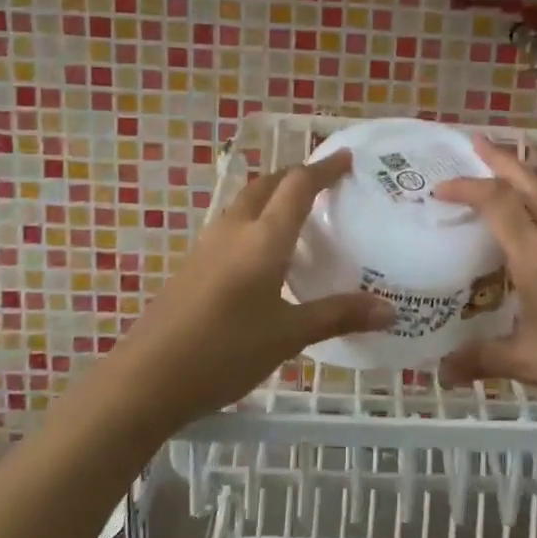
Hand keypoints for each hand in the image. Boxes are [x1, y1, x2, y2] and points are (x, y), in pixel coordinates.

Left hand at [104, 151, 392, 428]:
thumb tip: (390, 310)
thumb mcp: (289, 335)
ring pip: (244, 202)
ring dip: (271, 195)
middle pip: (266, 184)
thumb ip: (338, 315)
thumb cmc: (225, 351)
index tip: (346, 158)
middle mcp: (234, 230)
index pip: (298, 186)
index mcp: (264, 238)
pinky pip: (230, 225)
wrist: (146, 378)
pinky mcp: (192, 265)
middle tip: (323, 184)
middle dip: (295, 176)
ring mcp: (207, 245)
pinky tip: (262, 254)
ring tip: (296, 214)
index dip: (324, 169)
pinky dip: (254, 220)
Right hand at [433, 137, 536, 420]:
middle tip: (474, 143)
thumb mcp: (529, 362)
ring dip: (523, 176)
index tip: (440, 188)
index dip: (467, 188)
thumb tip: (442, 371)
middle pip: (529, 181)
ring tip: (501, 173)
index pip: (498, 202)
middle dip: (500, 159)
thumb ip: (481, 359)